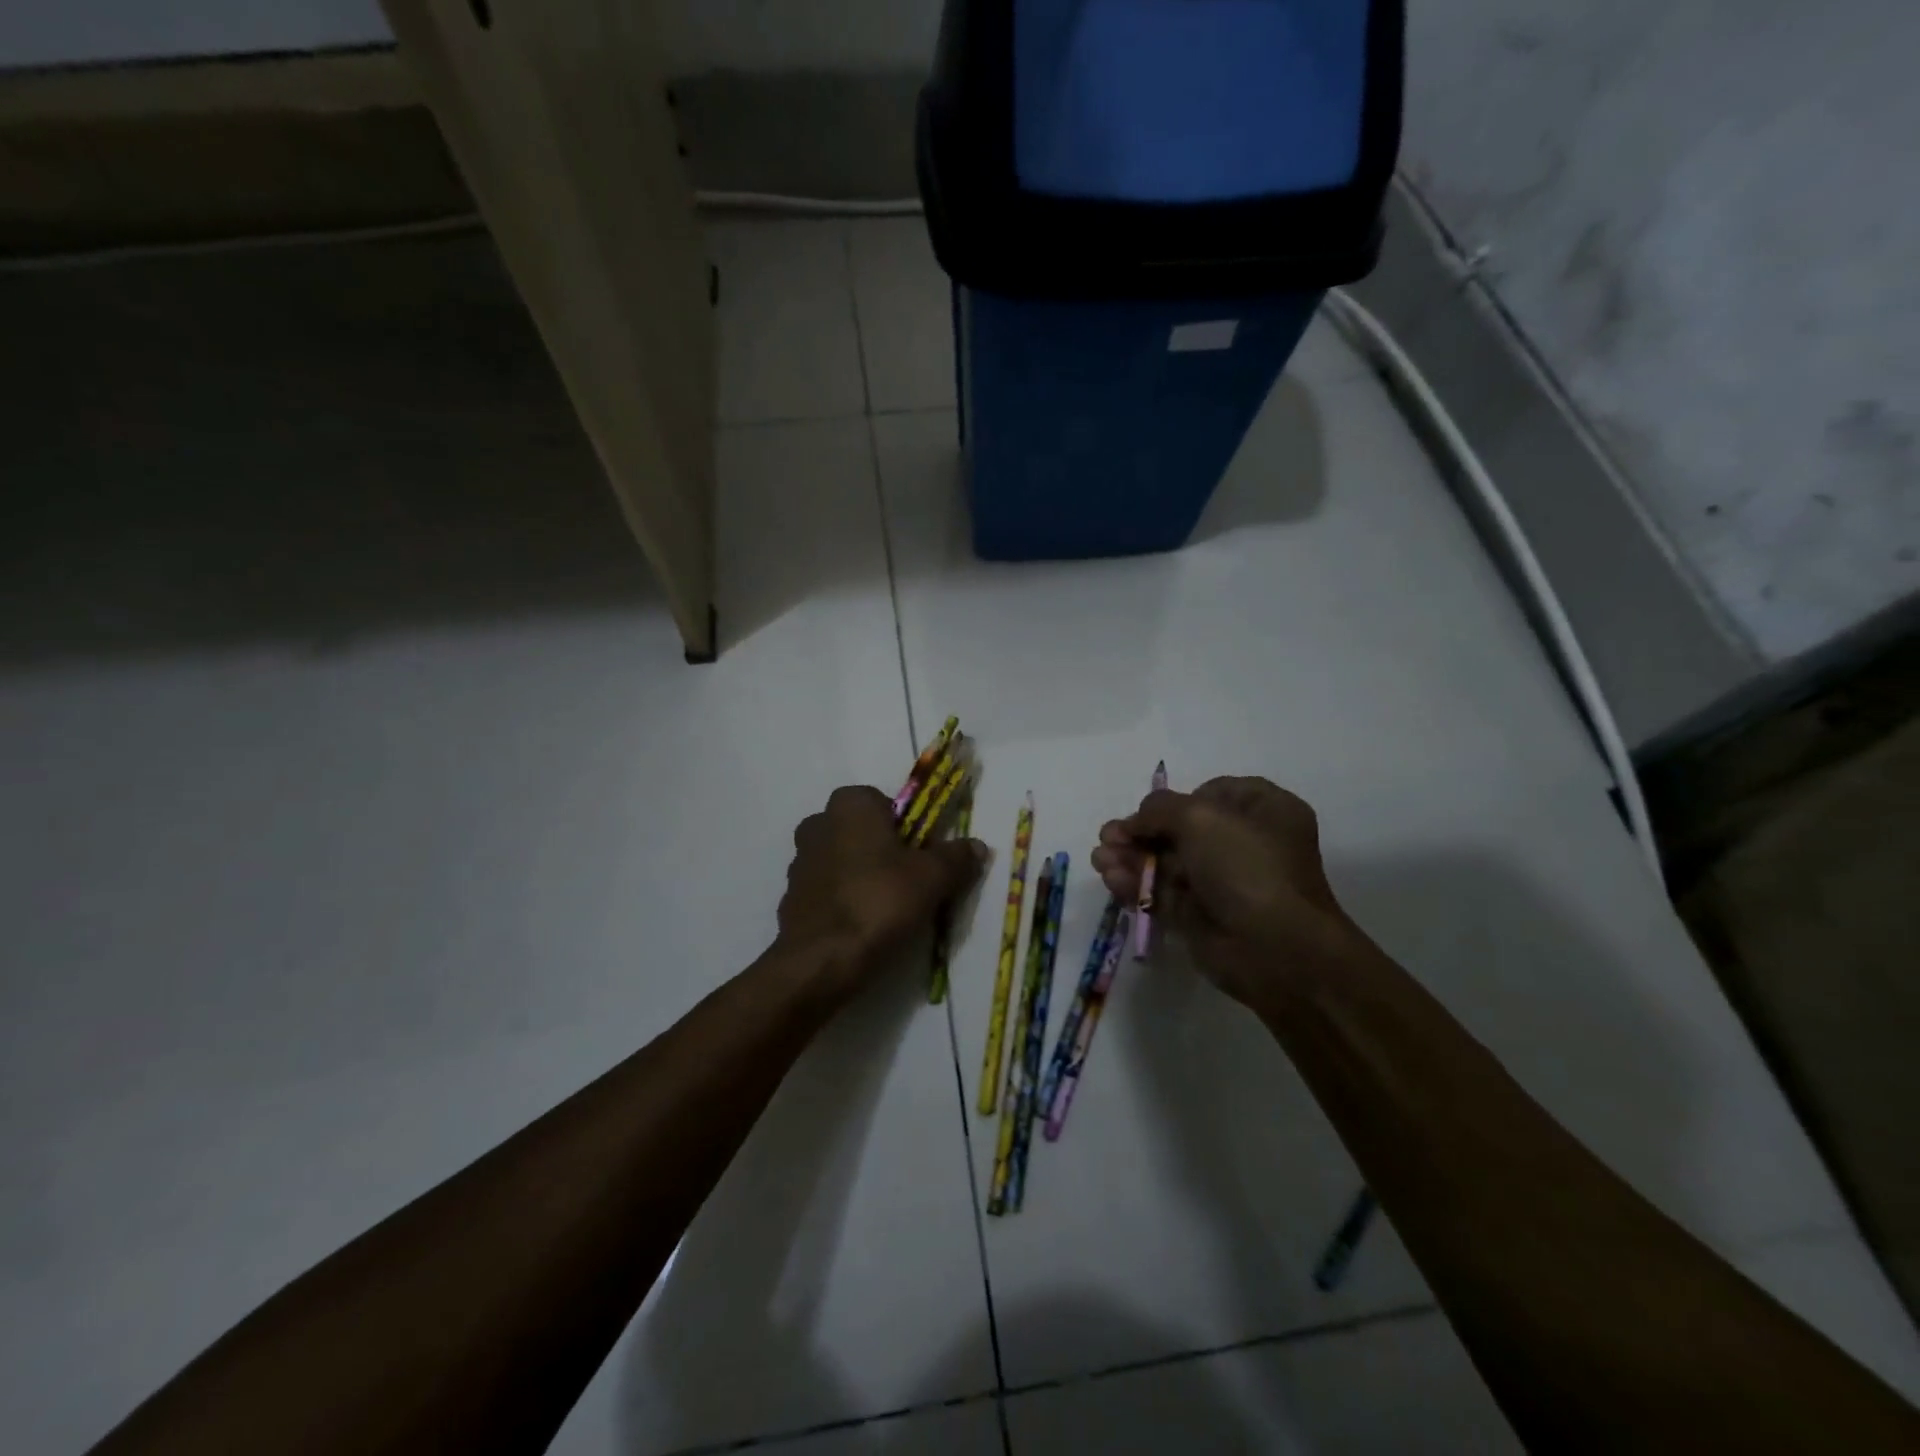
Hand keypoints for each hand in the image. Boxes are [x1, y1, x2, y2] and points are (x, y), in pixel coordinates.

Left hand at [777, 785, 988, 997]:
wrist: (821, 961)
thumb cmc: (879, 902)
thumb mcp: (932, 878)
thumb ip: (956, 857)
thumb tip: (977, 846)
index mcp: (850, 804)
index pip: (885, 802)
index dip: (908, 828)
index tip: (923, 857)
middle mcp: (818, 823)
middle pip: (863, 832)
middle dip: (884, 852)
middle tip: (910, 883)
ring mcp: (799, 861)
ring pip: (844, 861)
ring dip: (864, 877)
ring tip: (889, 910)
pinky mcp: (791, 897)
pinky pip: (829, 891)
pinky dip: (845, 902)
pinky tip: (863, 927)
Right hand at [1091, 776, 1365, 1012]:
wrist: (1273, 948)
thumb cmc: (1246, 867)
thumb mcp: (1200, 817)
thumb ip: (1159, 809)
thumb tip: (1134, 822)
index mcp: (1263, 811)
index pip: (1212, 794)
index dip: (1177, 800)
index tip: (1152, 812)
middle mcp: (1244, 844)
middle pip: (1180, 829)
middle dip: (1139, 832)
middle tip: (1108, 837)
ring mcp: (1222, 883)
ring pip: (1166, 862)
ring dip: (1130, 858)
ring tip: (1100, 859)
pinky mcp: (1200, 916)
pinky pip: (1162, 893)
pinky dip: (1136, 885)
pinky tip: (1111, 879)